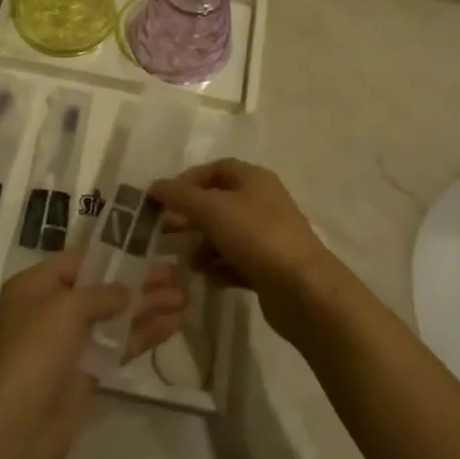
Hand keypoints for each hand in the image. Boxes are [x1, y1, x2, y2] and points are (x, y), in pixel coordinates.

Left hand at [0, 250, 187, 458]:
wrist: (17, 427)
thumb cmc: (35, 351)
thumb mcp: (66, 308)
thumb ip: (102, 293)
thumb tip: (127, 291)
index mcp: (35, 286)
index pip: (79, 260)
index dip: (113, 253)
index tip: (147, 246)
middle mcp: (52, 309)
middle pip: (102, 288)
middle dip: (138, 281)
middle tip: (177, 273)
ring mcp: (70, 343)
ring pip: (115, 318)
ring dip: (147, 307)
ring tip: (185, 297)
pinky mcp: (87, 373)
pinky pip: (119, 346)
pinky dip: (144, 335)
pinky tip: (173, 325)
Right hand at [150, 159, 337, 332]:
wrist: (303, 289)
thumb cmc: (256, 236)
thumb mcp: (212, 209)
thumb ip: (180, 196)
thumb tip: (156, 186)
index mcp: (253, 179)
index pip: (215, 169)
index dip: (187, 181)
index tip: (163, 200)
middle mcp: (262, 202)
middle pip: (217, 203)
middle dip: (190, 217)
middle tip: (164, 233)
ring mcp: (267, 236)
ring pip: (224, 235)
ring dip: (201, 246)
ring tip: (185, 262)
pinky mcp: (268, 267)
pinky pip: (235, 261)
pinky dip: (218, 267)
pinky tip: (206, 279)